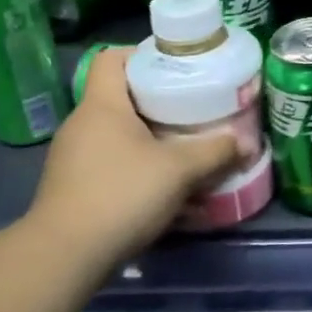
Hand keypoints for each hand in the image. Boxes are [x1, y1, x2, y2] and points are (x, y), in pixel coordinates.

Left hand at [25, 47, 241, 258]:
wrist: (64, 257)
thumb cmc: (122, 194)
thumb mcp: (180, 170)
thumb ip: (216, 151)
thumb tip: (246, 142)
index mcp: (101, 106)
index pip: (112, 58)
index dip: (143, 54)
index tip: (176, 67)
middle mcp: (82, 125)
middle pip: (122, 97)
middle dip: (159, 103)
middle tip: (194, 109)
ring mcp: (74, 158)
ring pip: (119, 135)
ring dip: (151, 140)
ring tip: (185, 150)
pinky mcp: (74, 188)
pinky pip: (112, 164)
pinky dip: (138, 169)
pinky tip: (165, 189)